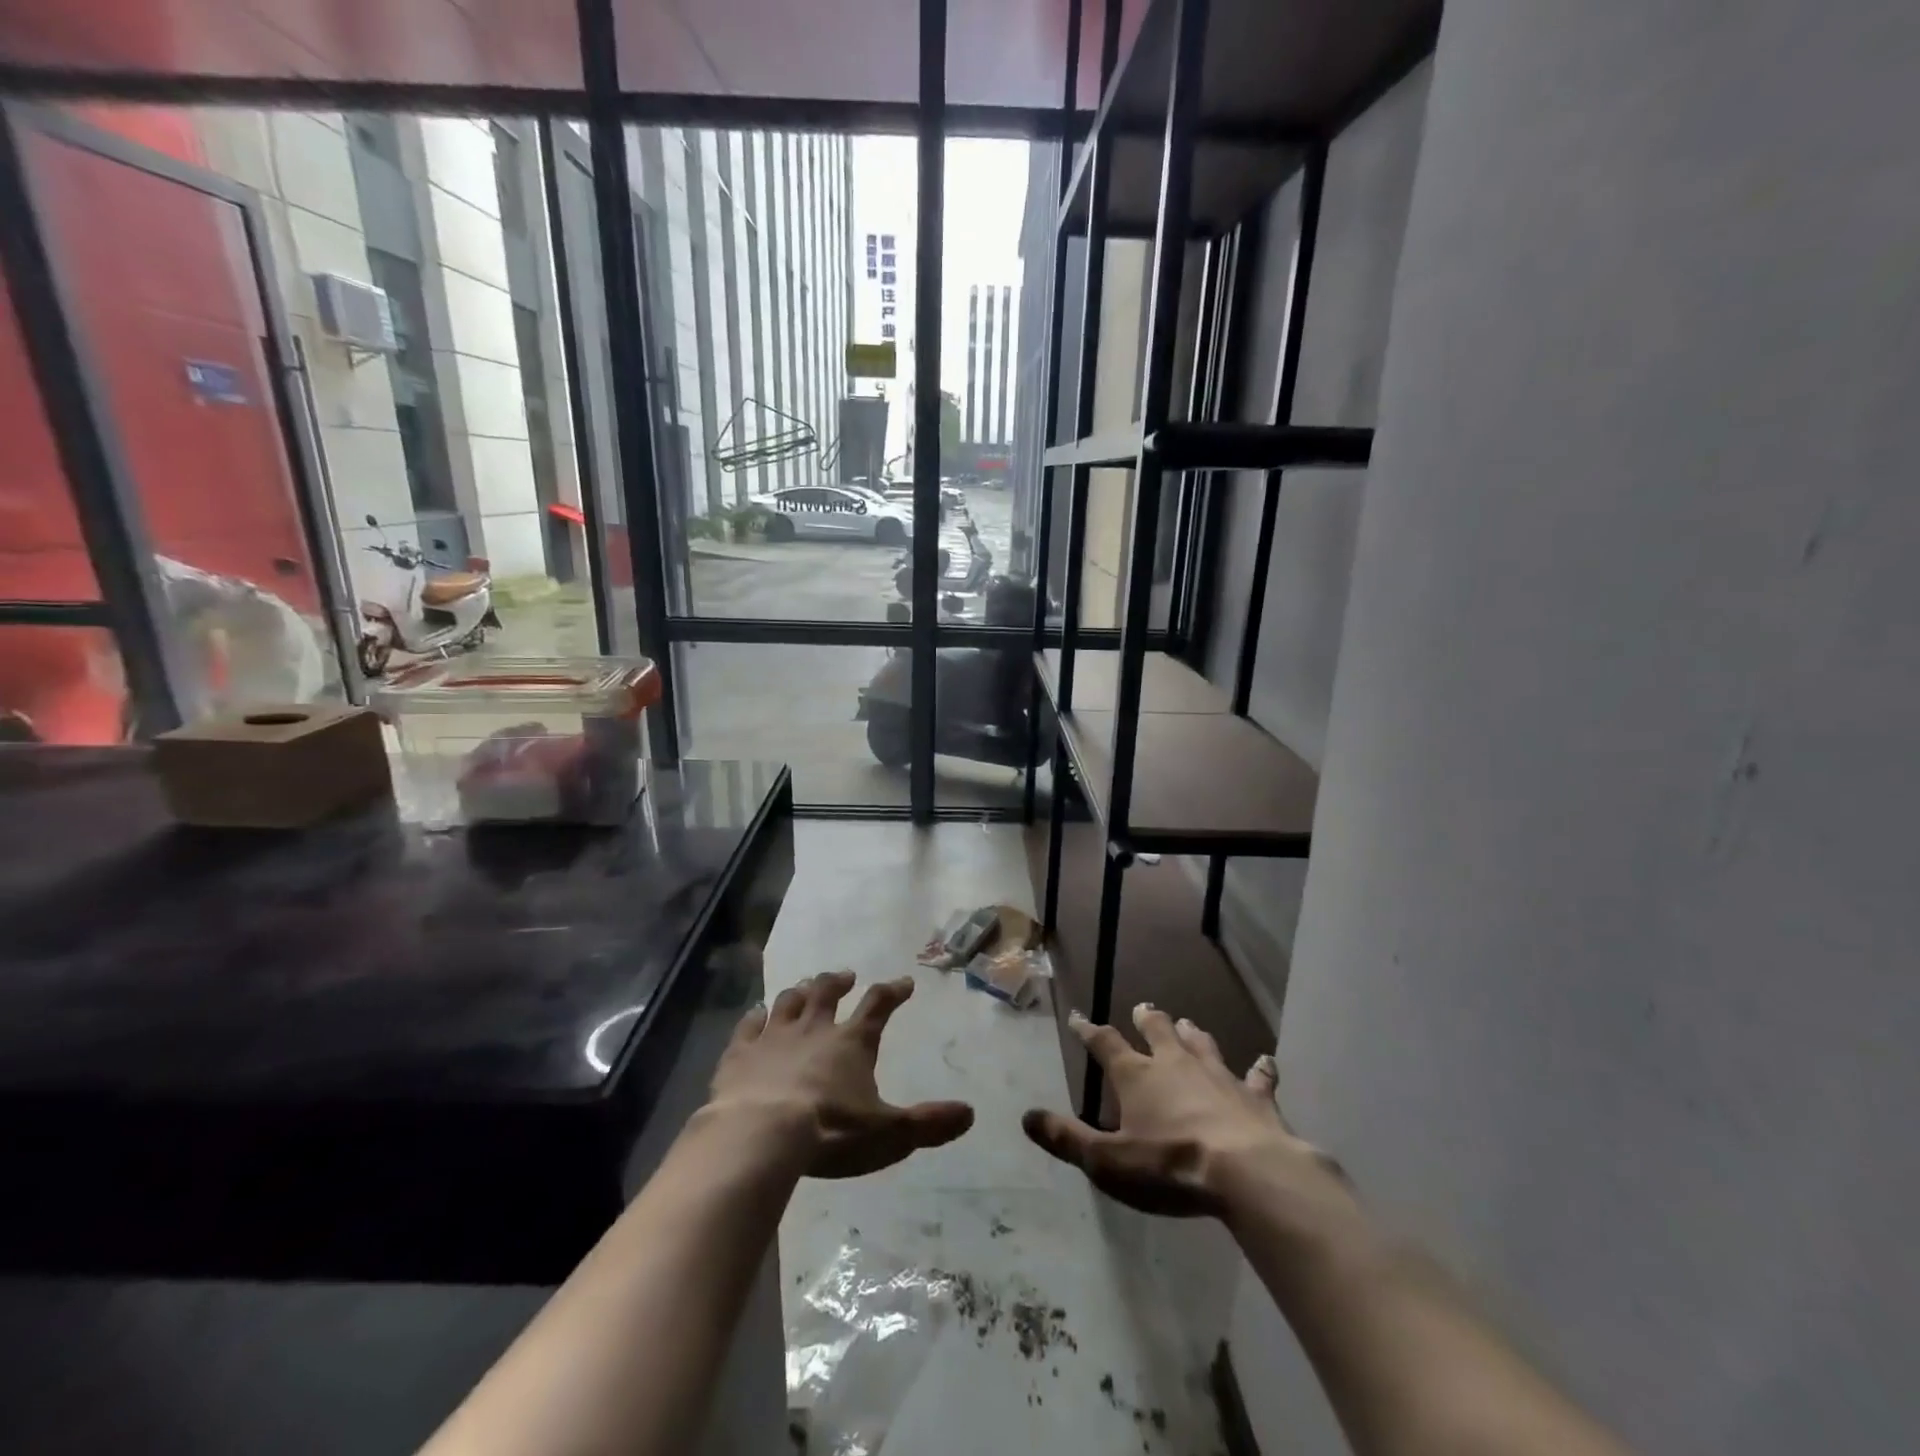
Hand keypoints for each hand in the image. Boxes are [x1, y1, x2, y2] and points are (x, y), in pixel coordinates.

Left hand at [709, 971, 974, 1178]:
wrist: (761, 1135)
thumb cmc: (831, 1132)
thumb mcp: (889, 1134)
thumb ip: (928, 1124)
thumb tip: (969, 1113)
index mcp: (852, 1042)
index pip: (878, 1006)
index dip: (893, 992)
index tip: (904, 982)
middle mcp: (814, 1029)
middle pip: (827, 992)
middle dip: (838, 981)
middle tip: (846, 976)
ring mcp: (774, 1037)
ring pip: (789, 1002)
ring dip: (800, 992)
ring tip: (804, 987)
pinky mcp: (740, 1053)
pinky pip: (748, 1025)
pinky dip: (755, 1017)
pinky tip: (756, 1013)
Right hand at [1023, 1003, 1345, 1217]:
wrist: (1246, 1173)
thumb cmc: (1169, 1167)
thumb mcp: (1107, 1161)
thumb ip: (1067, 1139)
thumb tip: (1027, 1117)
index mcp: (1137, 1076)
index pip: (1105, 1044)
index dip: (1089, 1031)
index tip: (1078, 1018)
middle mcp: (1175, 1064)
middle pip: (1157, 1031)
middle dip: (1147, 1019)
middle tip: (1143, 1008)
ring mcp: (1218, 1075)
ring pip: (1202, 1043)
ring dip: (1192, 1033)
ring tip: (1187, 1023)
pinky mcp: (1254, 1096)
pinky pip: (1258, 1077)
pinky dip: (1260, 1069)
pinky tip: (1266, 1061)